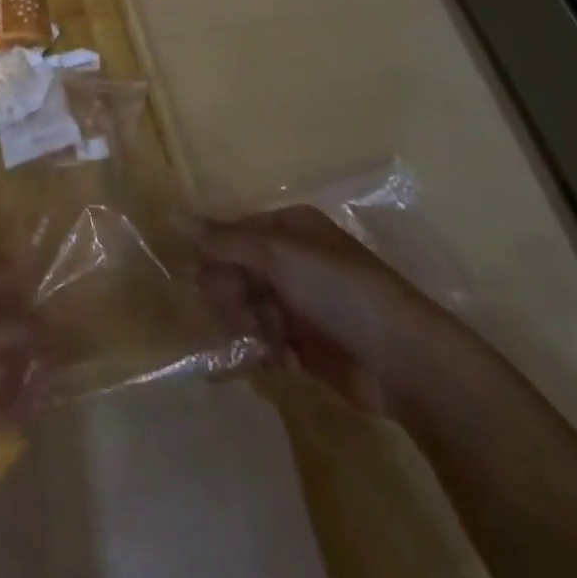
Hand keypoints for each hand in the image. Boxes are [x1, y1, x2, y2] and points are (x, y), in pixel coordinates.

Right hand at [195, 205, 469, 418]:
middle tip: (244, 316)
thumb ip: (223, 239)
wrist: (404, 361)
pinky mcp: (306, 345)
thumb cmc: (340, 291)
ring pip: (246, 309)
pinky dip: (266, 352)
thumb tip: (172, 213)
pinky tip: (280, 364)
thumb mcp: (277, 256)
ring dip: (249, 328)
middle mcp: (291, 261)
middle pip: (235, 273)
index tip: (205, 282)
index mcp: (288, 229)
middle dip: (233, 298)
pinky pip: (265, 342)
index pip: (232, 234)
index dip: (216, 258)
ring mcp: (299, 303)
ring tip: (269, 345)